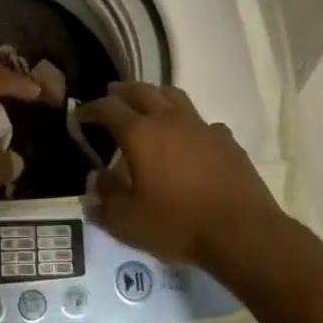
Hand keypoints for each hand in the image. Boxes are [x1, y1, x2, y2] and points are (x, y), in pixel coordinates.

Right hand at [77, 82, 282, 267]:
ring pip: (173, 95)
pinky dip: (187, 121)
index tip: (80, 115)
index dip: (91, 109)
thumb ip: (106, 197)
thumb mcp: (128, 221)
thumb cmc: (178, 225)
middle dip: (122, 92)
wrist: (242, 231)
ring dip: (154, 94)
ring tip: (146, 102)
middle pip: (141, 91)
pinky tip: (188, 136)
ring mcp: (201, 126)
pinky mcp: (226, 139)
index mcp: (140, 134)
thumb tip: (96, 178)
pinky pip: (201, 120)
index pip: (108, 108)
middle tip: (111, 95)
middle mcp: (169, 120)